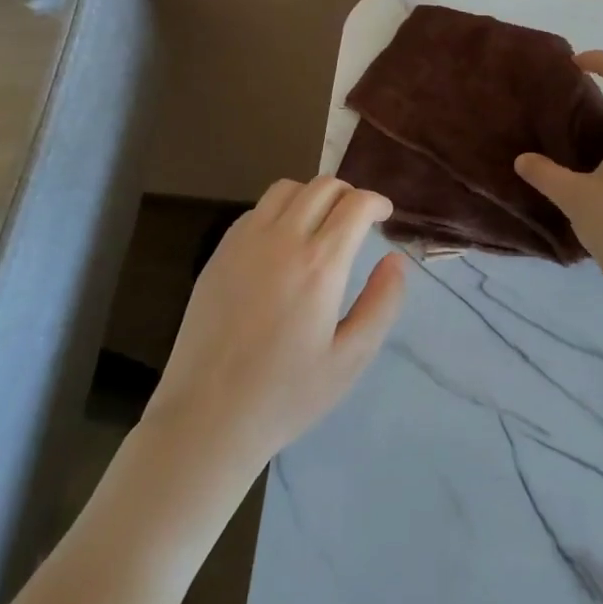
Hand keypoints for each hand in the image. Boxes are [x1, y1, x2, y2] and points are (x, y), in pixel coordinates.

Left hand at [146, 176, 407, 472]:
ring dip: (312, 195)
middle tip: (358, 220)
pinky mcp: (219, 252)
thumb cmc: (286, 395)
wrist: (207, 417)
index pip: (355, 204)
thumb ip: (382, 303)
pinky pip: (256, 209)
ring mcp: (245, 242)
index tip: (384, 215)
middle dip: (349, 194)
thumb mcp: (350, 359)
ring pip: (286, 189)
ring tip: (321, 224)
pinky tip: (282, 242)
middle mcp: (282, 240)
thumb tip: (395, 259)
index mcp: (320, 265)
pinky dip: (279, 210)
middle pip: (323, 186)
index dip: (376, 202)